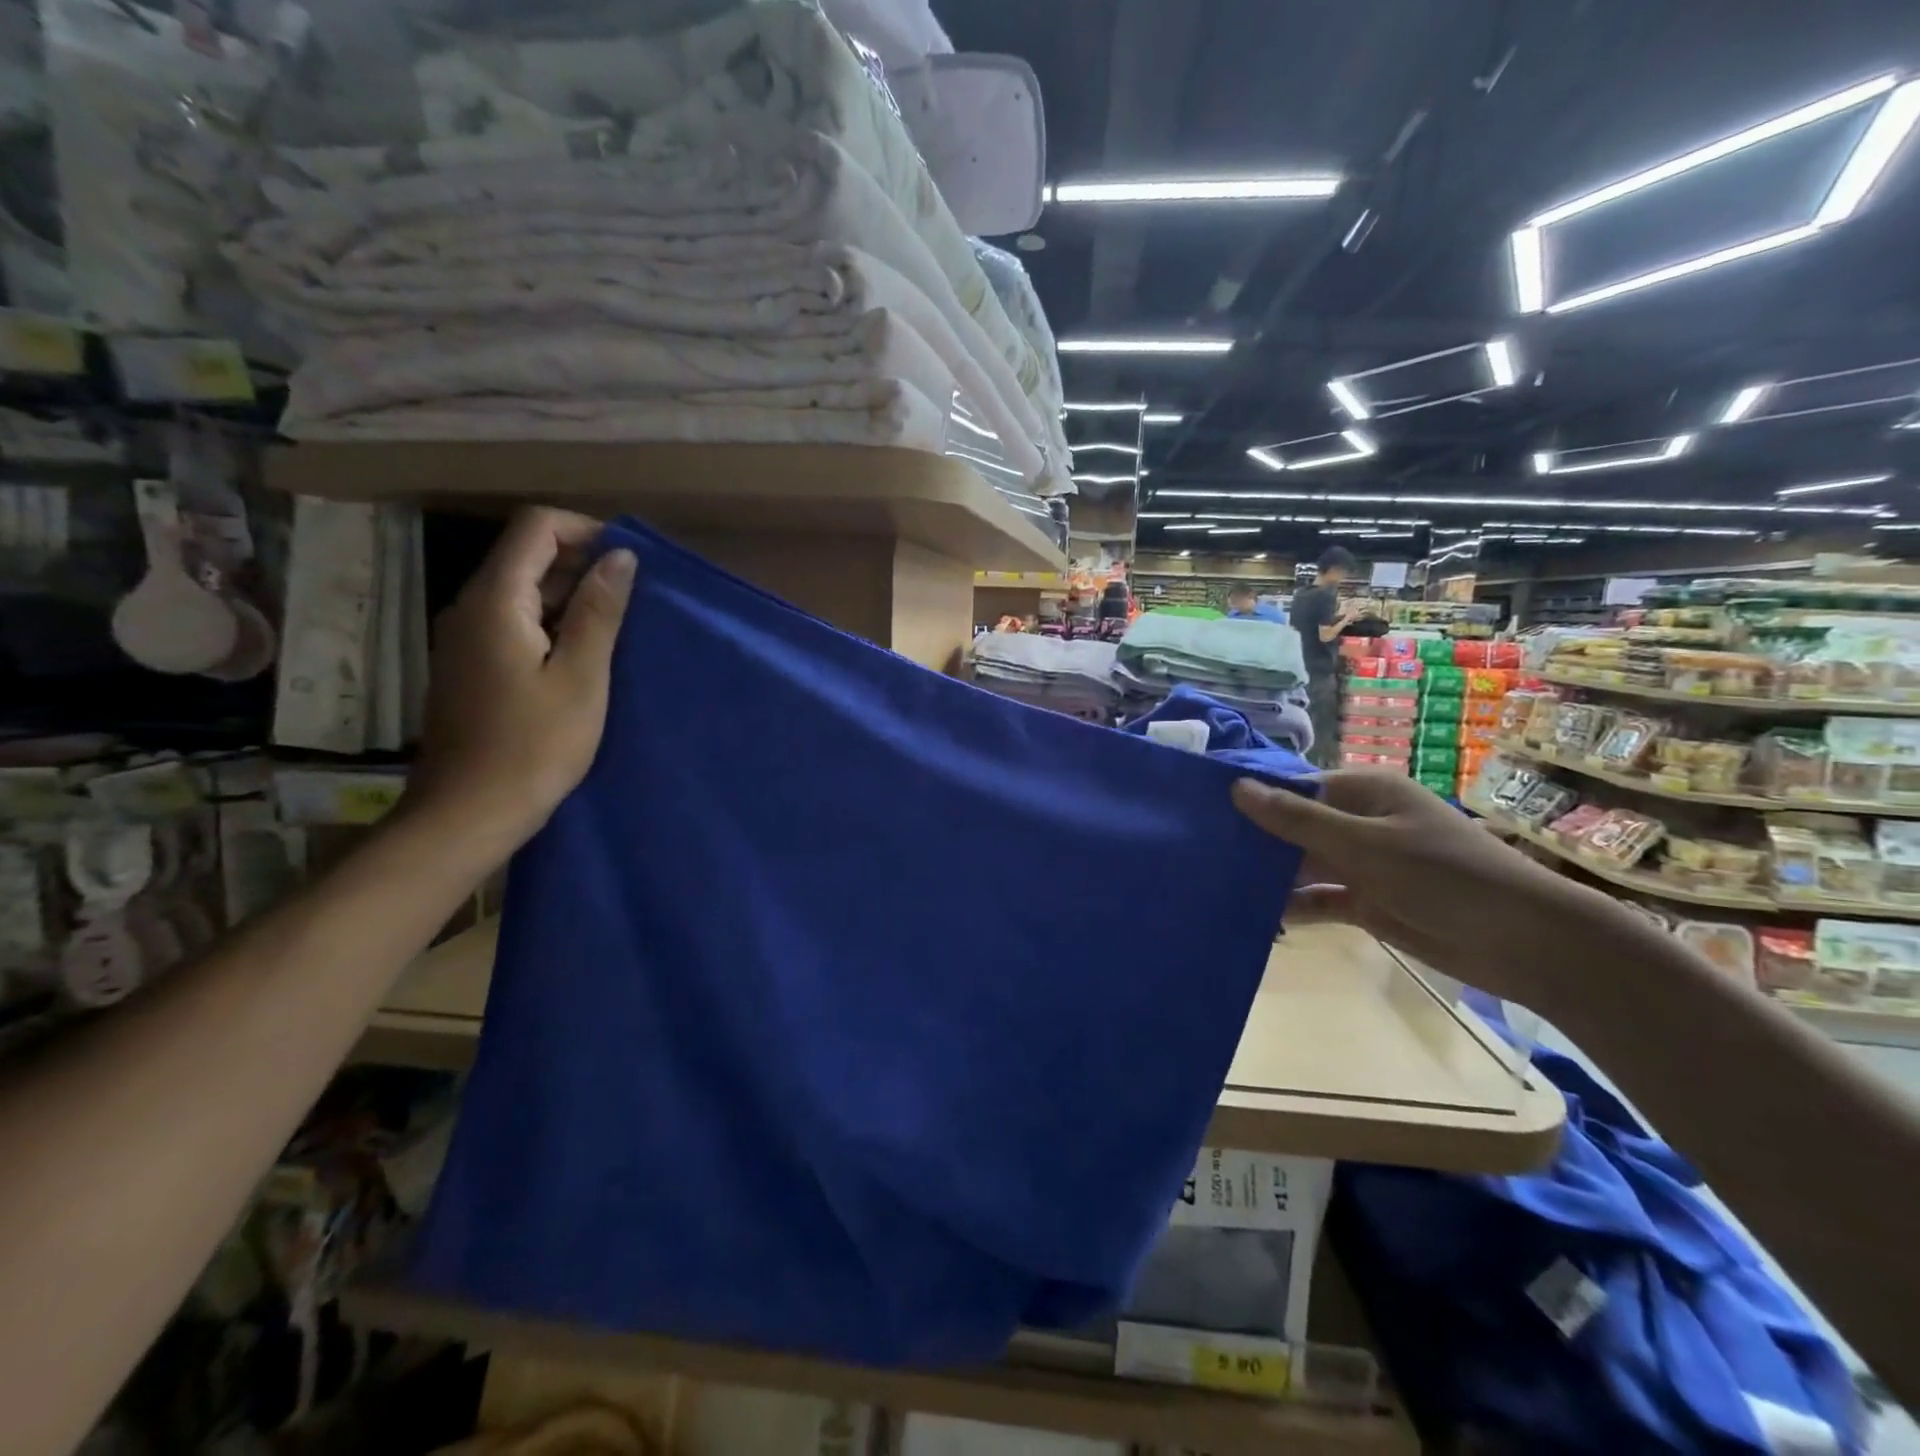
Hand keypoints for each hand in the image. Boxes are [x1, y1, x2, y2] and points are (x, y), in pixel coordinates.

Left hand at [405, 508, 635, 856]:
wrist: (469, 813)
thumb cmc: (535, 746)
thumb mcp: (582, 678)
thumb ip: (600, 612)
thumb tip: (620, 557)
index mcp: (496, 602)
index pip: (535, 528)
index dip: (585, 531)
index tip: (629, 562)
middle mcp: (471, 607)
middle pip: (526, 556)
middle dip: (583, 564)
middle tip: (633, 601)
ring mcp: (465, 637)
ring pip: (522, 590)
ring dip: (571, 596)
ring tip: (617, 629)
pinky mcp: (471, 664)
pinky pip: (514, 621)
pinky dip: (553, 623)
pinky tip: (583, 657)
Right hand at [1231, 770, 1636, 1008]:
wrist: (1527, 944)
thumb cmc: (1446, 876)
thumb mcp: (1365, 844)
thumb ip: (1298, 819)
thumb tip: (1236, 787)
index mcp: (1363, 792)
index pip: (1293, 788)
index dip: (1251, 799)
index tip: (1202, 814)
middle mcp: (1360, 823)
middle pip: (1294, 826)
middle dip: (1255, 841)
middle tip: (1200, 855)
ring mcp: (1364, 864)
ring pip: (1302, 865)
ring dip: (1269, 877)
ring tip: (1216, 886)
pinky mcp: (1368, 902)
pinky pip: (1319, 899)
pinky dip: (1294, 907)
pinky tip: (1257, 918)